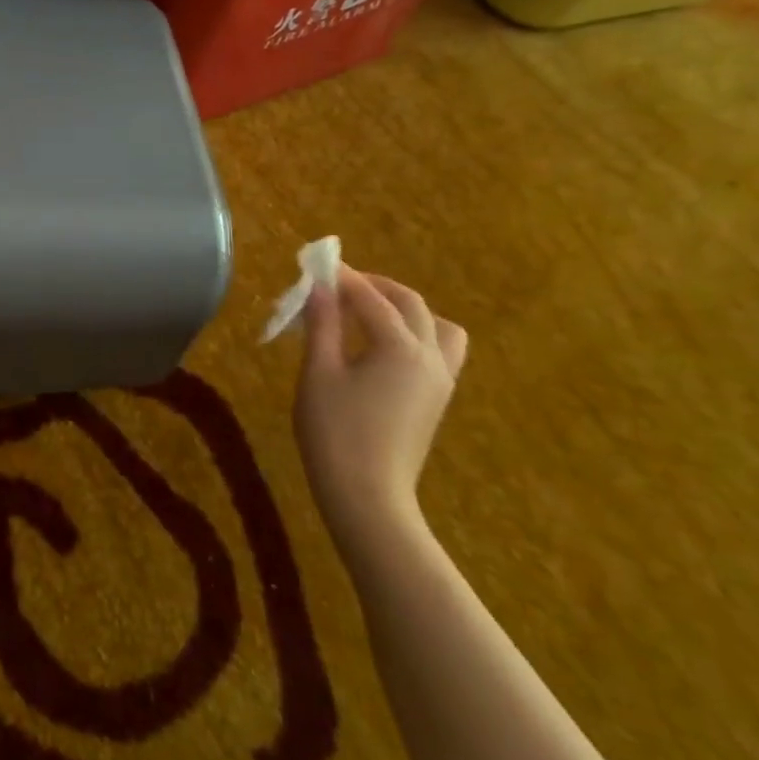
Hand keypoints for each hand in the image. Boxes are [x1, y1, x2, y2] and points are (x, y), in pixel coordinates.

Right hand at [295, 267, 467, 551]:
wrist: (367, 495)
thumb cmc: (334, 432)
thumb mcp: (318, 373)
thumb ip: (322, 325)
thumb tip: (319, 286)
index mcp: (400, 348)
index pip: (372, 299)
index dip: (344, 278)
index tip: (318, 264)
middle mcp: (431, 357)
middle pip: (411, 305)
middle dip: (376, 287)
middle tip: (339, 283)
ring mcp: (440, 380)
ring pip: (438, 327)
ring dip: (406, 309)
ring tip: (369, 312)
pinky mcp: (436, 400)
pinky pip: (439, 350)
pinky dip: (415, 334)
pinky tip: (381, 346)